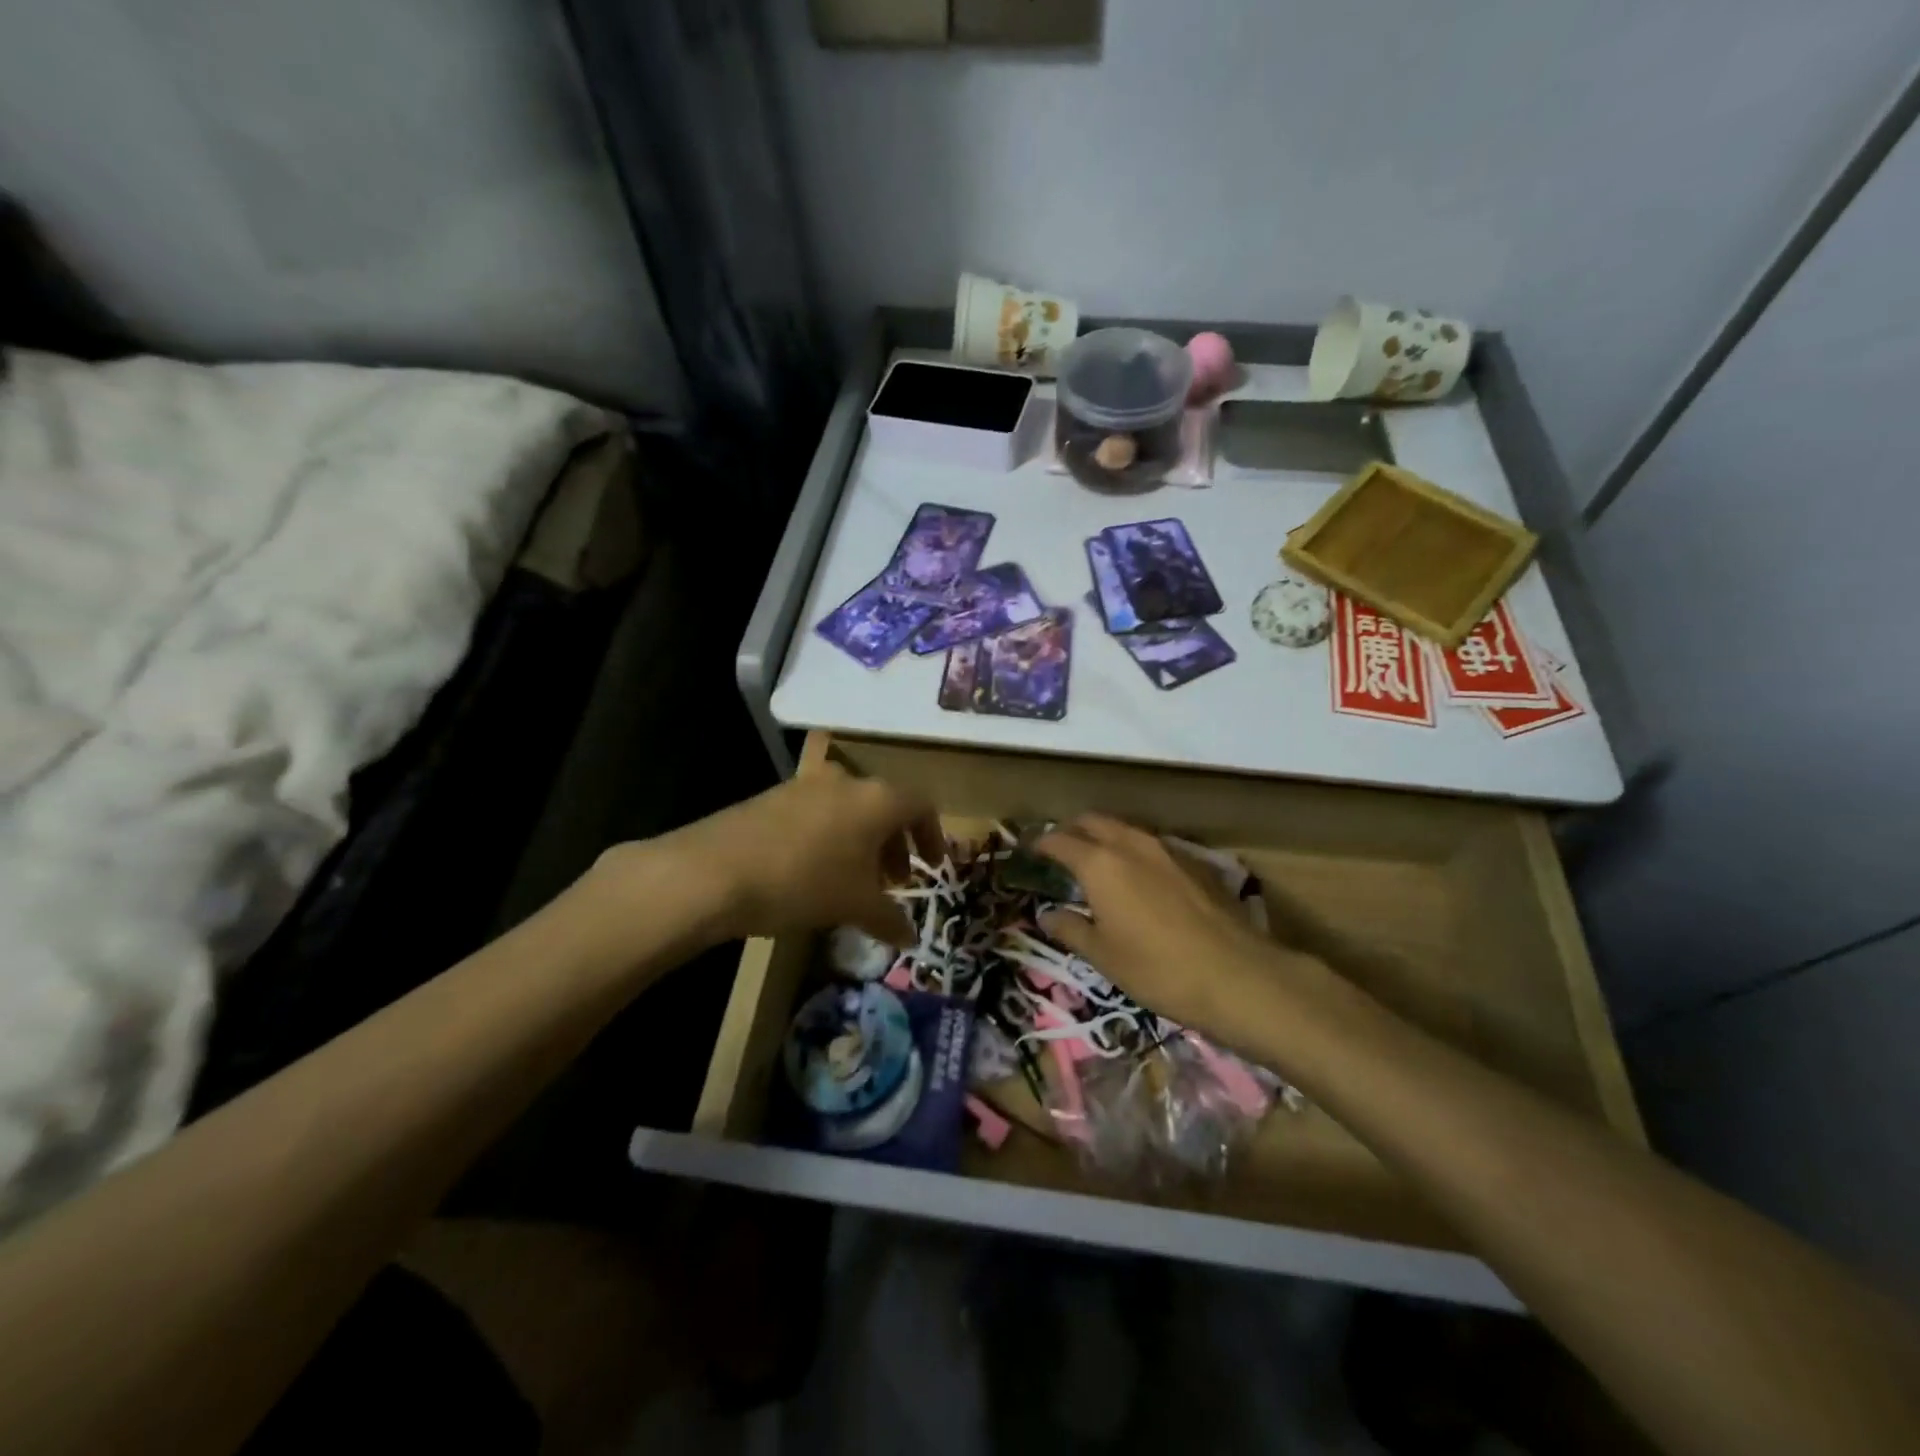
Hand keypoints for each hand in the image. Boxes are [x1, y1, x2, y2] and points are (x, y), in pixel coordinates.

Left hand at [643, 762, 939, 946]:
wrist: (714, 871)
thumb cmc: (804, 882)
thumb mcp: (855, 905)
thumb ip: (890, 919)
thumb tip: (911, 938)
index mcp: (877, 798)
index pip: (921, 805)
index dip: (933, 835)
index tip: (932, 866)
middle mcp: (846, 780)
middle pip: (885, 805)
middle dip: (895, 843)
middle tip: (895, 880)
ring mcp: (805, 785)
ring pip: (850, 808)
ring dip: (862, 841)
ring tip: (855, 880)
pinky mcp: (773, 796)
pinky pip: (818, 812)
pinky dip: (830, 837)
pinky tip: (814, 872)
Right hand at [1034, 815, 1295, 1039]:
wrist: (1237, 974)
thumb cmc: (1157, 968)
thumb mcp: (1103, 956)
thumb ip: (1070, 929)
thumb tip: (1046, 915)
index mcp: (1099, 863)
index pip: (1059, 840)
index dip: (1041, 843)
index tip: (1031, 851)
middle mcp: (1130, 844)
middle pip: (1094, 821)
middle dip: (1073, 830)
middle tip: (1061, 849)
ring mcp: (1166, 849)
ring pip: (1125, 829)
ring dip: (1106, 836)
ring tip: (1098, 860)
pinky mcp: (1195, 861)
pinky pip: (1152, 844)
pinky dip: (1135, 850)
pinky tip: (1140, 876)